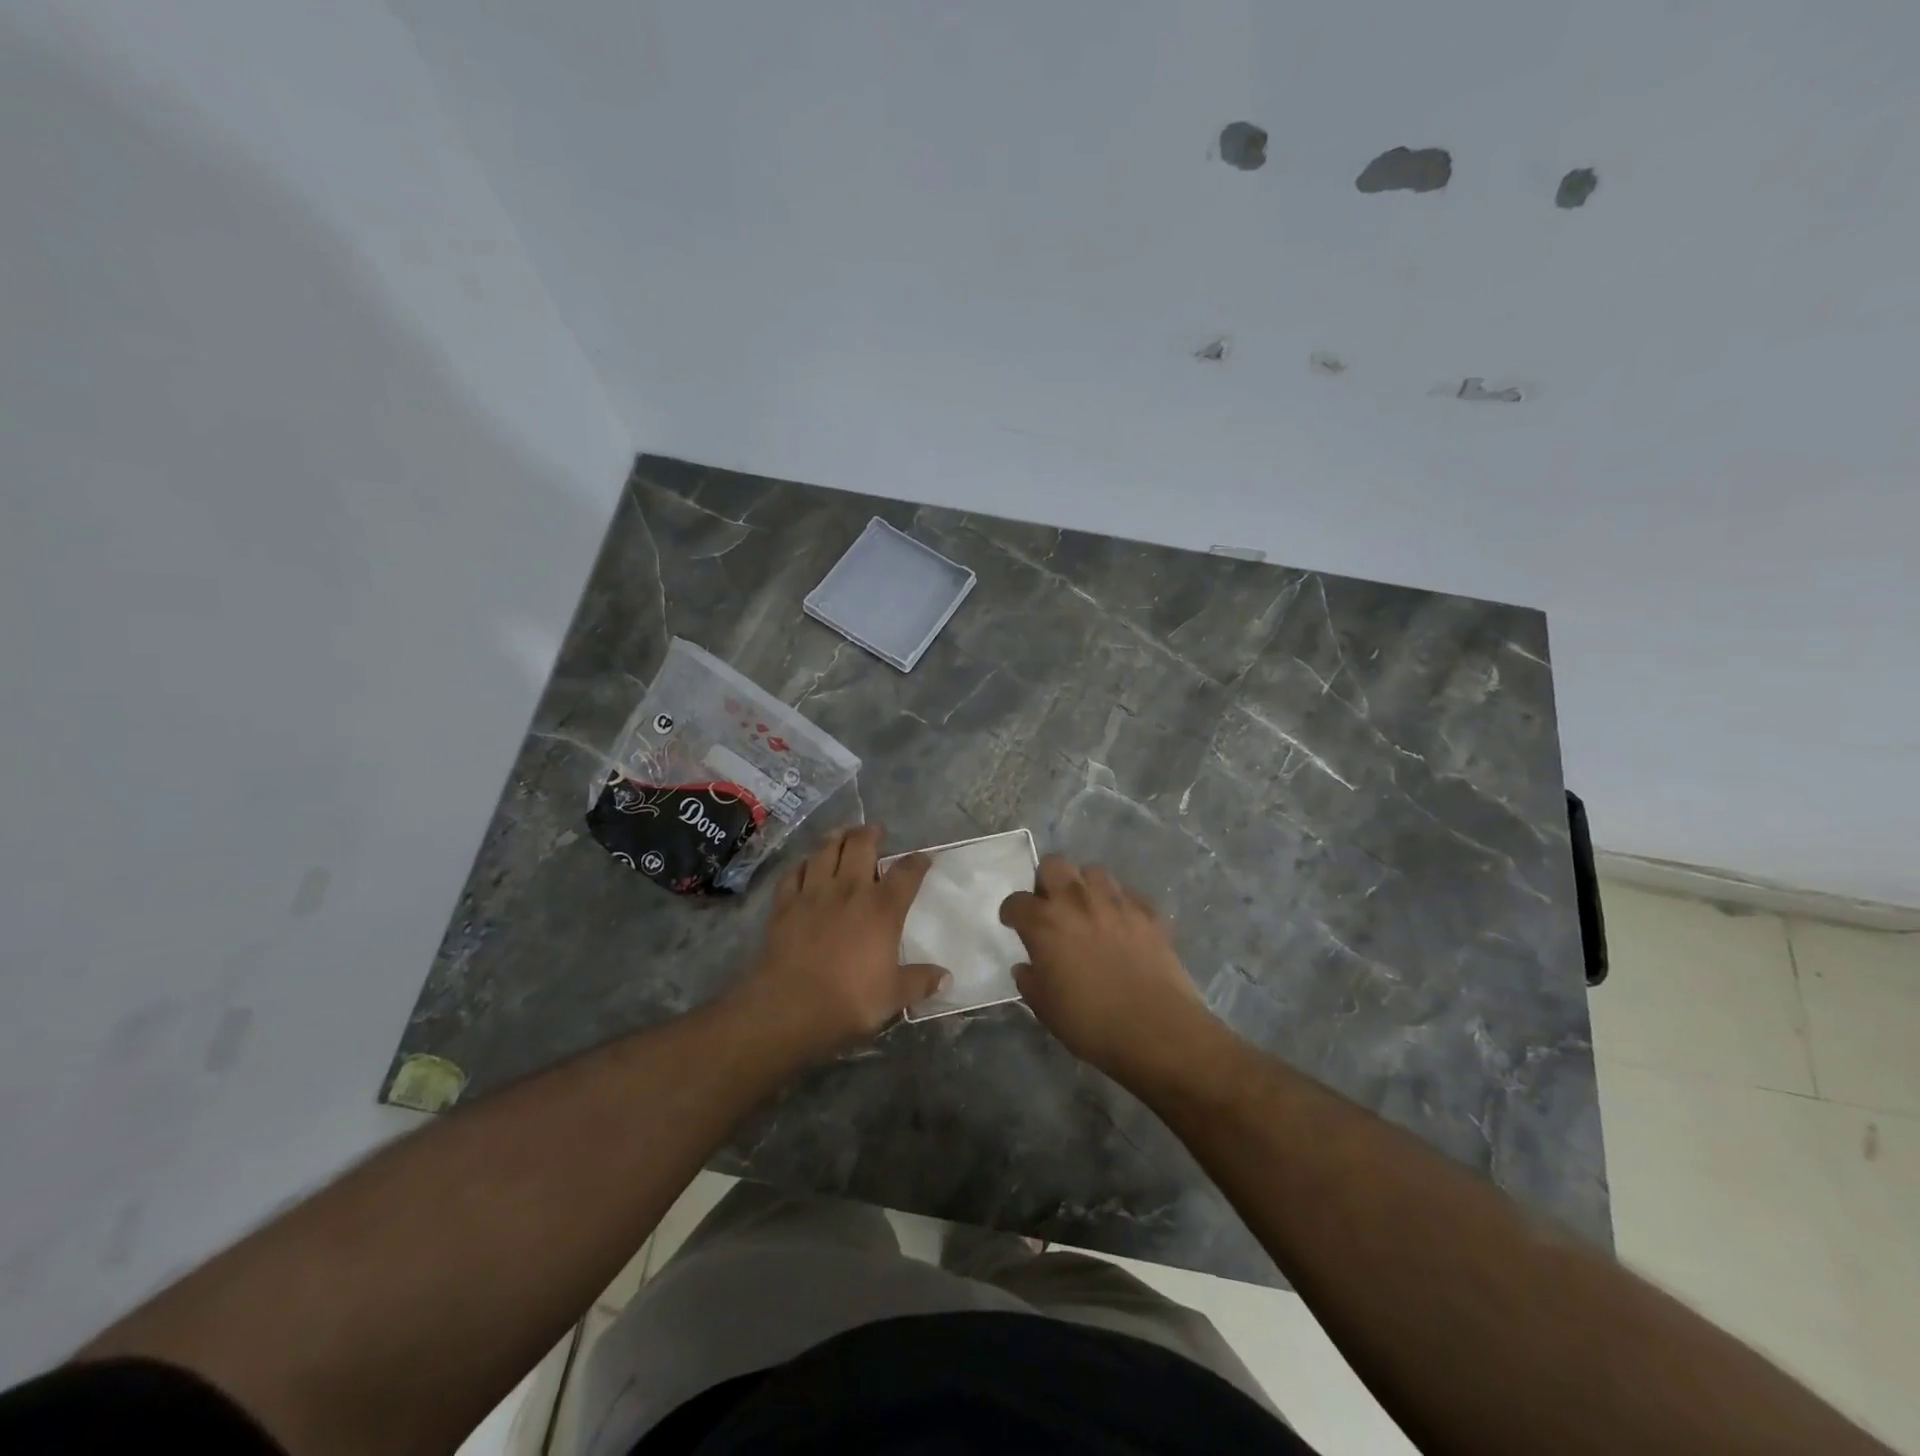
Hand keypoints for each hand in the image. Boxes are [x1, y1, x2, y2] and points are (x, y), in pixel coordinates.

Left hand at [734, 825, 946, 1060]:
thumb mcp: (893, 997)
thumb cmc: (849, 1001)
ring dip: (835, 837)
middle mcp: (849, 890)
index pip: (906, 873)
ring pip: (825, 850)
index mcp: (882, 908)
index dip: (917, 862)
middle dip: (870, 834)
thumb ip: (920, 982)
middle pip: (860, 845)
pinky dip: (802, 864)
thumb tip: (946, 978)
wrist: (789, 1007)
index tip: (923, 859)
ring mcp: (813, 893)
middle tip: (874, 832)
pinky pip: (793, 873)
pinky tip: (805, 864)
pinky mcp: (784, 904)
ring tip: (841, 833)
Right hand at [1000, 856, 1218, 1083]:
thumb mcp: (1045, 1008)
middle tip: (1051, 906)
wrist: (1156, 1029)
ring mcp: (1116, 902)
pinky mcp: (1147, 911)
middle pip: (1054, 865)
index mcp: (1045, 923)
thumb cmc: (1091, 1023)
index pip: (1017, 902)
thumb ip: (1030, 981)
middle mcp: (1077, 901)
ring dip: (1085, 886)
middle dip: (1046, 881)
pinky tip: (1121, 924)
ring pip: (1094, 871)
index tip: (1013, 922)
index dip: (1012, 911)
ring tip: (1088, 909)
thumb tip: (1027, 966)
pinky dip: (1119, 903)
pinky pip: (1127, 894)